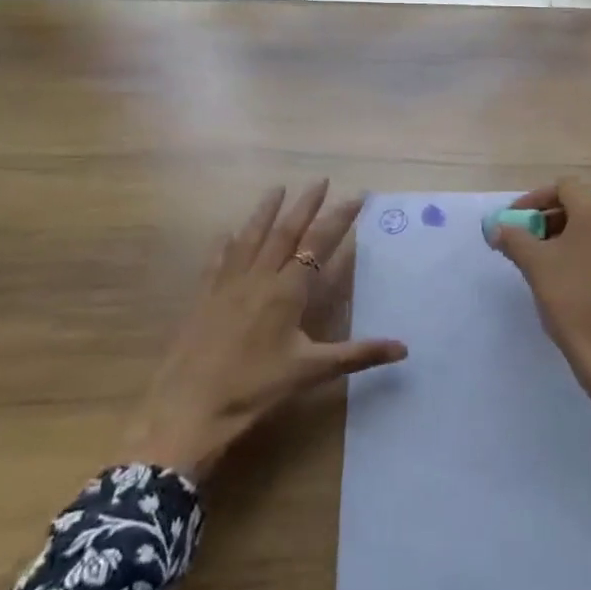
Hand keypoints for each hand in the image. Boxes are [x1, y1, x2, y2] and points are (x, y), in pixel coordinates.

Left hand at [127, 182, 406, 481]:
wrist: (187, 409)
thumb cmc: (254, 389)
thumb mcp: (310, 371)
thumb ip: (357, 355)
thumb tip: (404, 348)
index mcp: (287, 291)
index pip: (318, 244)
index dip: (339, 218)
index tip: (356, 195)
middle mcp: (258, 278)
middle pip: (284, 231)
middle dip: (305, 204)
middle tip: (319, 180)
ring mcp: (227, 285)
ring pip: (250, 238)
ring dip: (266, 211)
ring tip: (277, 188)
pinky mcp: (203, 298)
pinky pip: (217, 261)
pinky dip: (225, 243)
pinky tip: (226, 233)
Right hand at [490, 179, 590, 461]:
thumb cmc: (574, 302)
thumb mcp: (536, 266)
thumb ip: (514, 239)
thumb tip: (498, 228)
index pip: (563, 187)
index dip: (534, 199)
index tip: (513, 221)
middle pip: (579, 206)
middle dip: (547, 220)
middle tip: (522, 242)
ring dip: (564, 238)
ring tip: (539, 263)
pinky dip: (583, 254)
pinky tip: (566, 280)